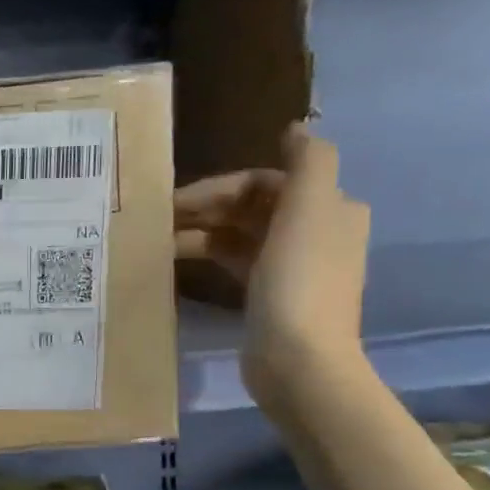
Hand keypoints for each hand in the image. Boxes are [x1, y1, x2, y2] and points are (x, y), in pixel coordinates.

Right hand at [173, 123, 369, 406]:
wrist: (298, 360)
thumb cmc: (299, 280)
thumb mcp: (310, 210)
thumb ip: (310, 161)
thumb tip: (296, 128)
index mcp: (330, 209)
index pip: (267, 181)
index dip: (221, 186)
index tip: (177, 201)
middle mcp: (315, 232)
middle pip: (252, 206)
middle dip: (207, 207)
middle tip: (160, 218)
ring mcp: (291, 266)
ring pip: (239, 234)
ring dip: (201, 231)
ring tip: (159, 239)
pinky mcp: (269, 295)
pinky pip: (233, 261)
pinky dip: (207, 254)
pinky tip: (176, 260)